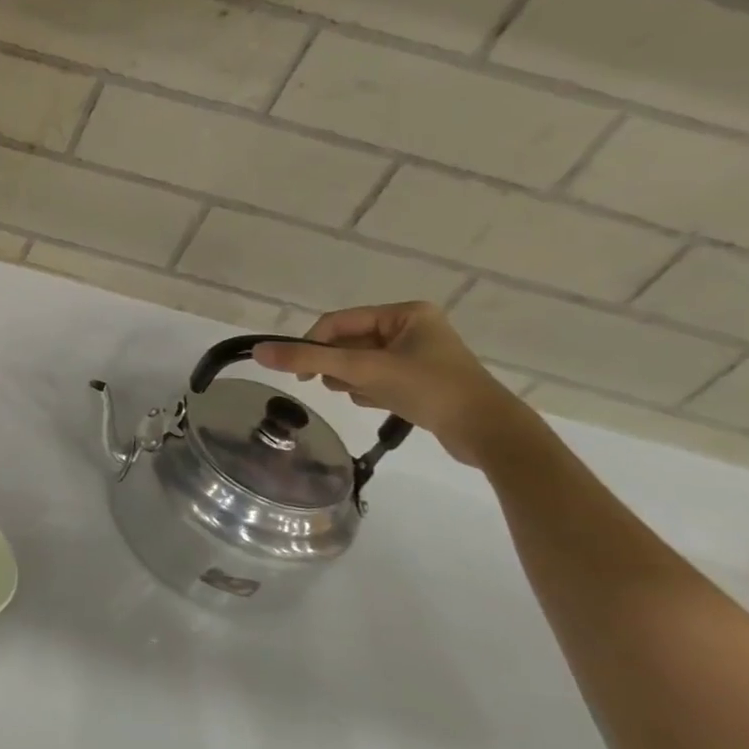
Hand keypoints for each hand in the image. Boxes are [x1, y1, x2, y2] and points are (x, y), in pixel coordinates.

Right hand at [253, 301, 533, 467]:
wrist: (490, 434)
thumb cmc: (430, 390)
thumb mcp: (364, 371)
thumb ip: (309, 358)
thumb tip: (258, 351)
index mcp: (405, 313)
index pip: (338, 322)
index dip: (313, 344)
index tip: (300, 373)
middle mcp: (412, 327)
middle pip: (348, 342)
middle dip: (337, 366)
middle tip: (336, 385)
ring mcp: (418, 355)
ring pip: (360, 362)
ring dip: (352, 380)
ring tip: (362, 395)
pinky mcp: (421, 380)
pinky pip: (377, 377)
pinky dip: (368, 390)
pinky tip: (376, 404)